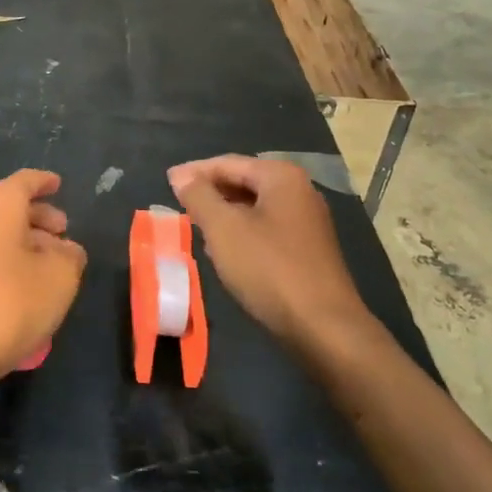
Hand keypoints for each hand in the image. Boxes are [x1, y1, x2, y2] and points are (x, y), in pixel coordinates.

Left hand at [0, 170, 86, 385]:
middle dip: (39, 218)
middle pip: (11, 206)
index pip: (27, 181)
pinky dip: (8, 261)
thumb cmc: (10, 301)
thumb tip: (66, 250)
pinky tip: (27, 288)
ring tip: (52, 266)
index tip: (59, 184)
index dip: (46, 182)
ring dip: (25, 243)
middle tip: (64, 234)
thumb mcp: (60, 276)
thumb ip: (70, 255)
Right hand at [168, 155, 367, 348]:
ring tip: (196, 227)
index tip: (167, 182)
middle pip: (243, 181)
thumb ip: (198, 196)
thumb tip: (181, 176)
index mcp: (281, 176)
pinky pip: (267, 228)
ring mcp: (307, 221)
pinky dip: (242, 232)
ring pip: (254, 207)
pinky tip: (226, 250)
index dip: (194, 172)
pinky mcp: (309, 248)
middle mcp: (299, 190)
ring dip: (224, 214)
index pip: (227, 163)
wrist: (324, 328)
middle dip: (210, 193)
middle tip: (180, 205)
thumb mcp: (223, 229)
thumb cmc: (269, 269)